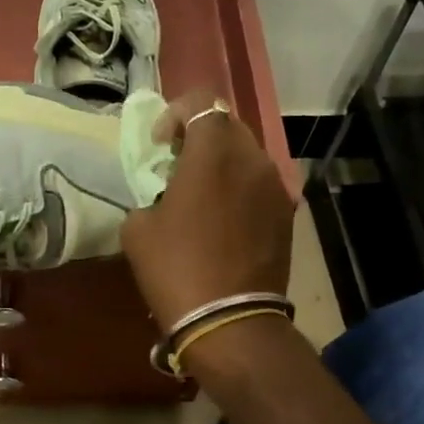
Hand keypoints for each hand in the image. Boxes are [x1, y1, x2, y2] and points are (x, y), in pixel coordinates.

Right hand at [120, 92, 293, 331]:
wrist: (229, 321)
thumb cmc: (175, 269)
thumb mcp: (137, 229)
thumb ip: (148, 195)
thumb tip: (161, 198)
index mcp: (214, 153)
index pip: (201, 103)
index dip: (175, 114)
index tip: (160, 145)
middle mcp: (253, 160)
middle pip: (227, 126)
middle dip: (200, 138)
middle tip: (177, 167)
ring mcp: (276, 188)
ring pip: (246, 157)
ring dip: (221, 165)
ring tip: (201, 197)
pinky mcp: (286, 216)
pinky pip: (258, 187)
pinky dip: (238, 191)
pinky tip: (222, 222)